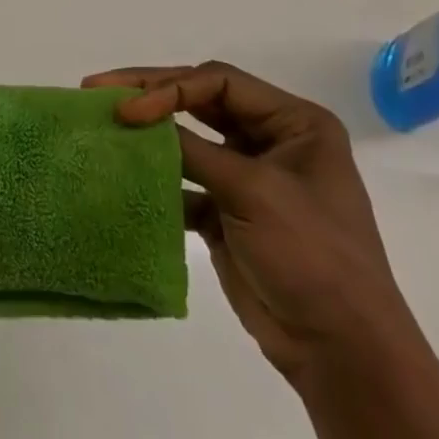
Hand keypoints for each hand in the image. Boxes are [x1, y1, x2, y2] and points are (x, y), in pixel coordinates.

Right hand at [83, 61, 416, 383]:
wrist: (342, 354)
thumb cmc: (312, 256)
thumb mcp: (253, 191)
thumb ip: (191, 149)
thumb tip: (133, 117)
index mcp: (294, 123)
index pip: (217, 83)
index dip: (168, 88)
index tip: (127, 109)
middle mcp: (271, 140)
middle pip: (198, 101)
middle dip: (149, 95)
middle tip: (96, 89)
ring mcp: (247, 177)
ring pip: (186, 139)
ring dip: (147, 134)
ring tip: (101, 124)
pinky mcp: (226, 211)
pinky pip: (182, 180)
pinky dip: (154, 178)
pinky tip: (123, 176)